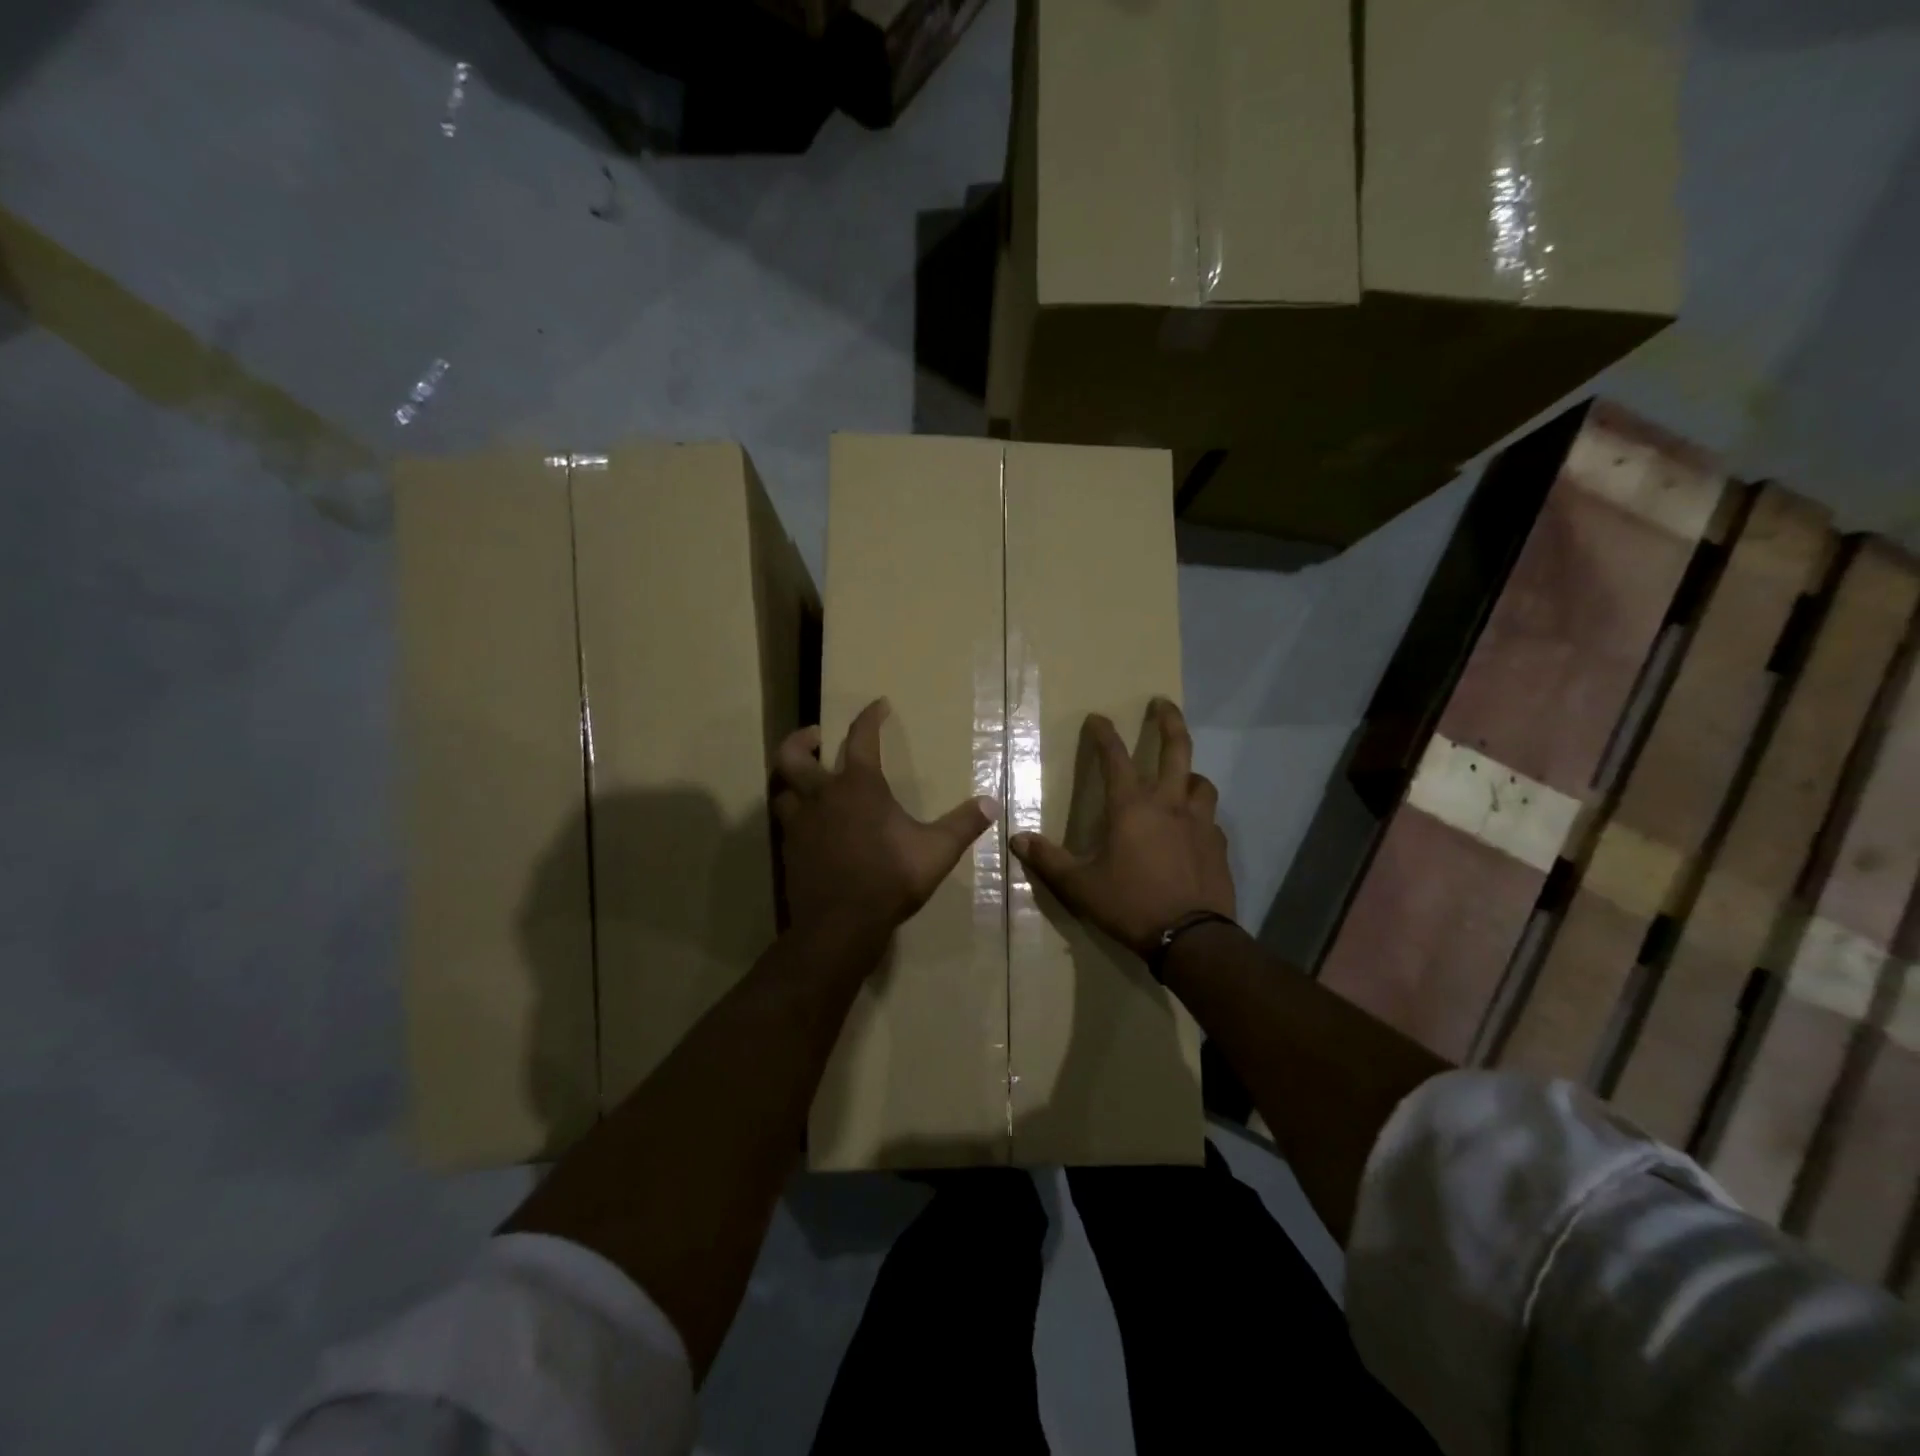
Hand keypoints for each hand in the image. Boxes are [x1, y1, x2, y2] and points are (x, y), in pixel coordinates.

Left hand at [773, 698, 998, 935]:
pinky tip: (809, 826)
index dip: (870, 717)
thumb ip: (963, 825)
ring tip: (806, 781)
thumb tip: (992, 803)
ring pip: (782, 789)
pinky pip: (785, 822)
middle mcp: (822, 796)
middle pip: (793, 755)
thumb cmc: (890, 878)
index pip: (860, 737)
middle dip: (801, 739)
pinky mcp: (789, 851)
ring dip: (791, 779)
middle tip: (815, 737)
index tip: (878, 705)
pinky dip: (794, 815)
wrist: (840, 925)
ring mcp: (799, 824)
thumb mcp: (936, 851)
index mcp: (858, 786)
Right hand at [1010, 699, 1234, 957]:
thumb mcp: (1080, 886)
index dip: (1104, 734)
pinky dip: (1200, 814)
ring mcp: (1199, 823)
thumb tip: (1016, 839)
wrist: (1191, 937)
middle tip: (1162, 703)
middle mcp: (1169, 804)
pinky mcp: (1218, 846)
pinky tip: (1193, 828)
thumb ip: (1048, 860)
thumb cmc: (1129, 903)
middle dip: (1169, 721)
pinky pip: (1210, 819)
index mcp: (1132, 807)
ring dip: (1190, 773)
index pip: (1115, 757)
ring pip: (1201, 782)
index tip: (1098, 718)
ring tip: (1182, 776)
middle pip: (1177, 749)